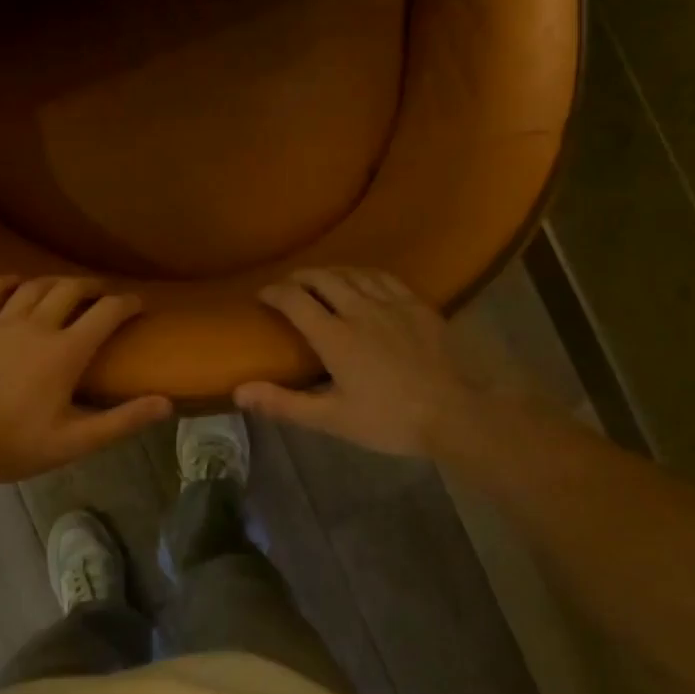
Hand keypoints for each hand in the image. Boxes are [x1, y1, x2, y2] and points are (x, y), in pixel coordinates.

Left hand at [0, 276, 171, 483]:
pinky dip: (7, 282)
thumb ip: (122, 420)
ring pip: (34, 286)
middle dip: (94, 286)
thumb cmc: (15, 444)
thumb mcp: (75, 441)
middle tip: (104, 293)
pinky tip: (16, 282)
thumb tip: (166, 403)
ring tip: (67, 288)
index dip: (128, 303)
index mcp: (65, 352)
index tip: (140, 303)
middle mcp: (36, 326)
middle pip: (71, 289)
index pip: (106, 313)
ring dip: (56, 282)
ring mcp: (0, 322)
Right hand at [235, 268, 498, 458]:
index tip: (262, 295)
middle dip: (300, 277)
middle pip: (323, 278)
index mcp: (335, 336)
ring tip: (320, 280)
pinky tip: (364, 281)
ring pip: (353, 273)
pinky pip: (385, 277)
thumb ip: (284, 403)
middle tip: (288, 286)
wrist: (455, 413)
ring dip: (330, 272)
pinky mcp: (418, 305)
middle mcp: (360, 309)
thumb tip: (239, 390)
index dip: (274, 292)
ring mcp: (392, 304)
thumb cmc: (389, 420)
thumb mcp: (332, 419)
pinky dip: (364, 274)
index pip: (295, 300)